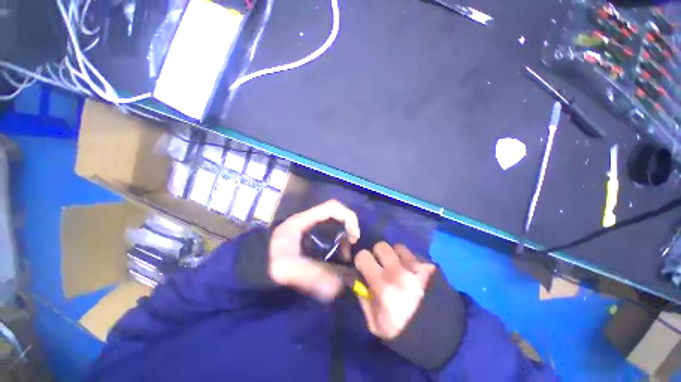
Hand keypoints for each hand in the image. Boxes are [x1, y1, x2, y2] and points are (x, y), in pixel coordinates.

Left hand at [268, 200, 360, 300]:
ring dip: (343, 236)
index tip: (354, 236)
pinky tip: (336, 256)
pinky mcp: (309, 235)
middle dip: (348, 227)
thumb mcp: (286, 269)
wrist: (253, 264)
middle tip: (351, 246)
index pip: (332, 207)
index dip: (348, 217)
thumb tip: (338, 287)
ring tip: (345, 254)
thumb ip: (309, 277)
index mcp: (304, 220)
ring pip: (333, 223)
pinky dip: (337, 241)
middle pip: (336, 214)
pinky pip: (328, 232)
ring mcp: (309, 227)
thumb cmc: (268, 262)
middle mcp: (308, 220)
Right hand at [355, 243, 435, 339]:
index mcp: (383, 285)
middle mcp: (399, 271)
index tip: (365, 268)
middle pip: (381, 245)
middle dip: (378, 255)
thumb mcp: (375, 323)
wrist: (440, 336)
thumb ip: (362, 297)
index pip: (363, 256)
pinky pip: (413, 253)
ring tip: (399, 268)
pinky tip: (413, 272)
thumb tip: (356, 278)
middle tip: (382, 267)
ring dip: (395, 255)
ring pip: (398, 247)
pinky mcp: (430, 266)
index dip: (361, 261)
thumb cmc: (403, 332)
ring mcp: (417, 267)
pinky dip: (409, 260)